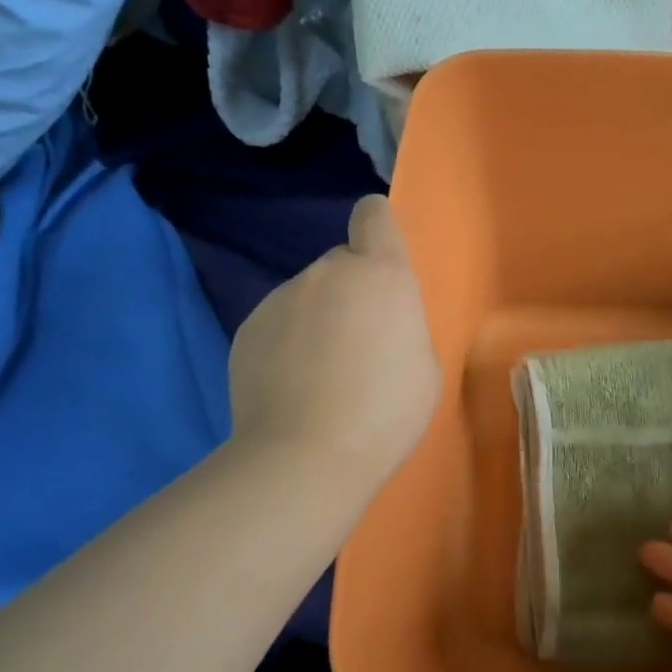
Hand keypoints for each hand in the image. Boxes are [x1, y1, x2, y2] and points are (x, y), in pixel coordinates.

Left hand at [228, 196, 439, 489]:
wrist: (305, 456)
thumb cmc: (385, 413)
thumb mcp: (424, 368)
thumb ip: (402, 328)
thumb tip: (377, 327)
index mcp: (381, 275)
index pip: (374, 215)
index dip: (378, 227)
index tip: (379, 257)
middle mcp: (327, 273)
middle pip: (341, 265)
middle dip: (352, 293)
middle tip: (358, 346)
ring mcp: (280, 299)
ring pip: (306, 297)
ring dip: (316, 320)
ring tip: (320, 377)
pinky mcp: (247, 329)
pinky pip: (276, 325)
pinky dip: (285, 346)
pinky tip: (291, 389)